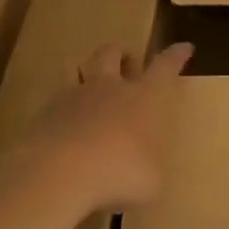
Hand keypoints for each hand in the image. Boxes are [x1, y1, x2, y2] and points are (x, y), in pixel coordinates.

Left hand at [18, 41, 193, 213]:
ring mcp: (73, 97)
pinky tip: (60, 122)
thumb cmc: (120, 172)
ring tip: (86, 78)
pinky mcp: (44, 113)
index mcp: (144, 97)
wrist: (59, 172)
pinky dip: (58, 106)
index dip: (176, 56)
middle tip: (126, 63)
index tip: (184, 47)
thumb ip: (150, 169)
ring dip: (83, 68)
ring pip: (75, 65)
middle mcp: (109, 87)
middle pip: (113, 53)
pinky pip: (51, 99)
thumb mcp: (151, 181)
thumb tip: (146, 171)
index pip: (165, 67)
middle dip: (121, 54)